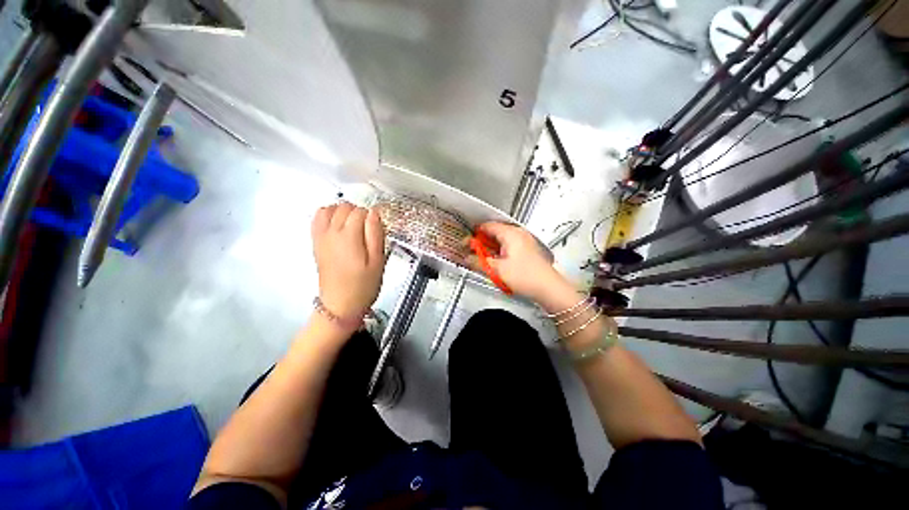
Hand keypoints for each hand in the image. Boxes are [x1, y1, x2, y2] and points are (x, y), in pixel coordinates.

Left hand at [312, 203, 385, 320]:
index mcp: (349, 237)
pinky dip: (328, 215)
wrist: (340, 305)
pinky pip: (318, 219)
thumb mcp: (378, 261)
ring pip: (329, 209)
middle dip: (359, 213)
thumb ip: (376, 234)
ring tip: (355, 225)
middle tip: (370, 228)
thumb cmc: (363, 286)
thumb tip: (374, 213)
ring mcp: (321, 238)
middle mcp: (331, 233)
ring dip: (343, 212)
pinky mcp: (316, 244)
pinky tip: (338, 225)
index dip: (372, 216)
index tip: (379, 226)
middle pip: (345, 207)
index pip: (360, 211)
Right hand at [467, 222, 566, 301]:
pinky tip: (496, 261)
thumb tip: (467, 258)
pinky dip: (500, 250)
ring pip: (502, 239)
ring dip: (491, 247)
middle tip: (473, 251)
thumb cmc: (525, 276)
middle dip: (482, 241)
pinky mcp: (527, 249)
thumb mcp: (497, 269)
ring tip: (483, 258)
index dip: (474, 234)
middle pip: (495, 232)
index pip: (487, 226)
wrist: (548, 287)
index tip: (466, 242)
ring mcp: (524, 240)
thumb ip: (478, 262)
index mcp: (510, 233)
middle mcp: (518, 233)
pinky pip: (509, 245)